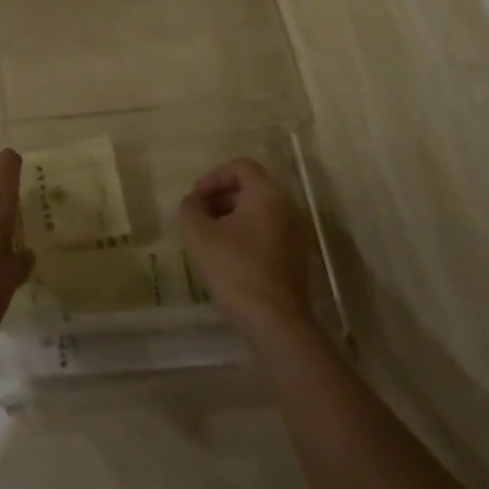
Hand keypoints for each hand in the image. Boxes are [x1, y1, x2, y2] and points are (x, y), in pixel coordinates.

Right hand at [179, 158, 313, 334]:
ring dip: (233, 216)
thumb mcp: (197, 232)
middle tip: (200, 215)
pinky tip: (229, 257)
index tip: (196, 198)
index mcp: (267, 194)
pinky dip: (248, 235)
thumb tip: (195, 201)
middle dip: (222, 196)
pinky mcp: (297, 259)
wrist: (274, 321)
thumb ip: (191, 207)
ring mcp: (296, 235)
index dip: (214, 177)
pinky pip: (269, 233)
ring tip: (211, 237)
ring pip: (260, 212)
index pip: (240, 166)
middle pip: (252, 188)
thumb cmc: (234, 267)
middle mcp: (287, 208)